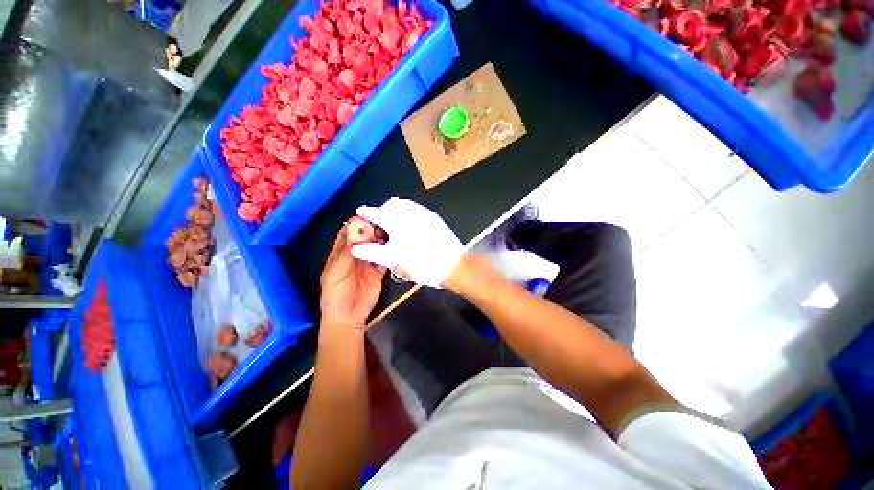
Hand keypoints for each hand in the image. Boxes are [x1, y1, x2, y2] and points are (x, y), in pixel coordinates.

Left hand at [320, 225, 385, 329]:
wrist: (348, 317)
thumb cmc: (335, 294)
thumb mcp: (335, 272)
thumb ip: (346, 253)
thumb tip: (355, 231)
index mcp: (341, 253)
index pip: (347, 234)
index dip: (355, 225)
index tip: (366, 217)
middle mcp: (356, 255)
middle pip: (364, 238)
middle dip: (372, 230)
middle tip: (382, 225)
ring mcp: (368, 263)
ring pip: (376, 246)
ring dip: (382, 240)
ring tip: (390, 235)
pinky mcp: (379, 271)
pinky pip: (385, 259)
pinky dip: (390, 253)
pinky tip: (395, 248)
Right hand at [351, 198, 464, 287]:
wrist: (453, 266)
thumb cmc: (422, 264)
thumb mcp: (394, 260)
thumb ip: (373, 252)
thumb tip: (357, 249)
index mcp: (398, 222)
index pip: (377, 212)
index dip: (367, 212)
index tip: (361, 212)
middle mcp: (411, 213)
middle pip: (392, 204)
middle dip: (383, 210)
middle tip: (381, 224)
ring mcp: (425, 214)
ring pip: (405, 204)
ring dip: (396, 210)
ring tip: (395, 225)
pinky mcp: (435, 218)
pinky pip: (417, 209)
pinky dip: (408, 213)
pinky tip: (411, 226)